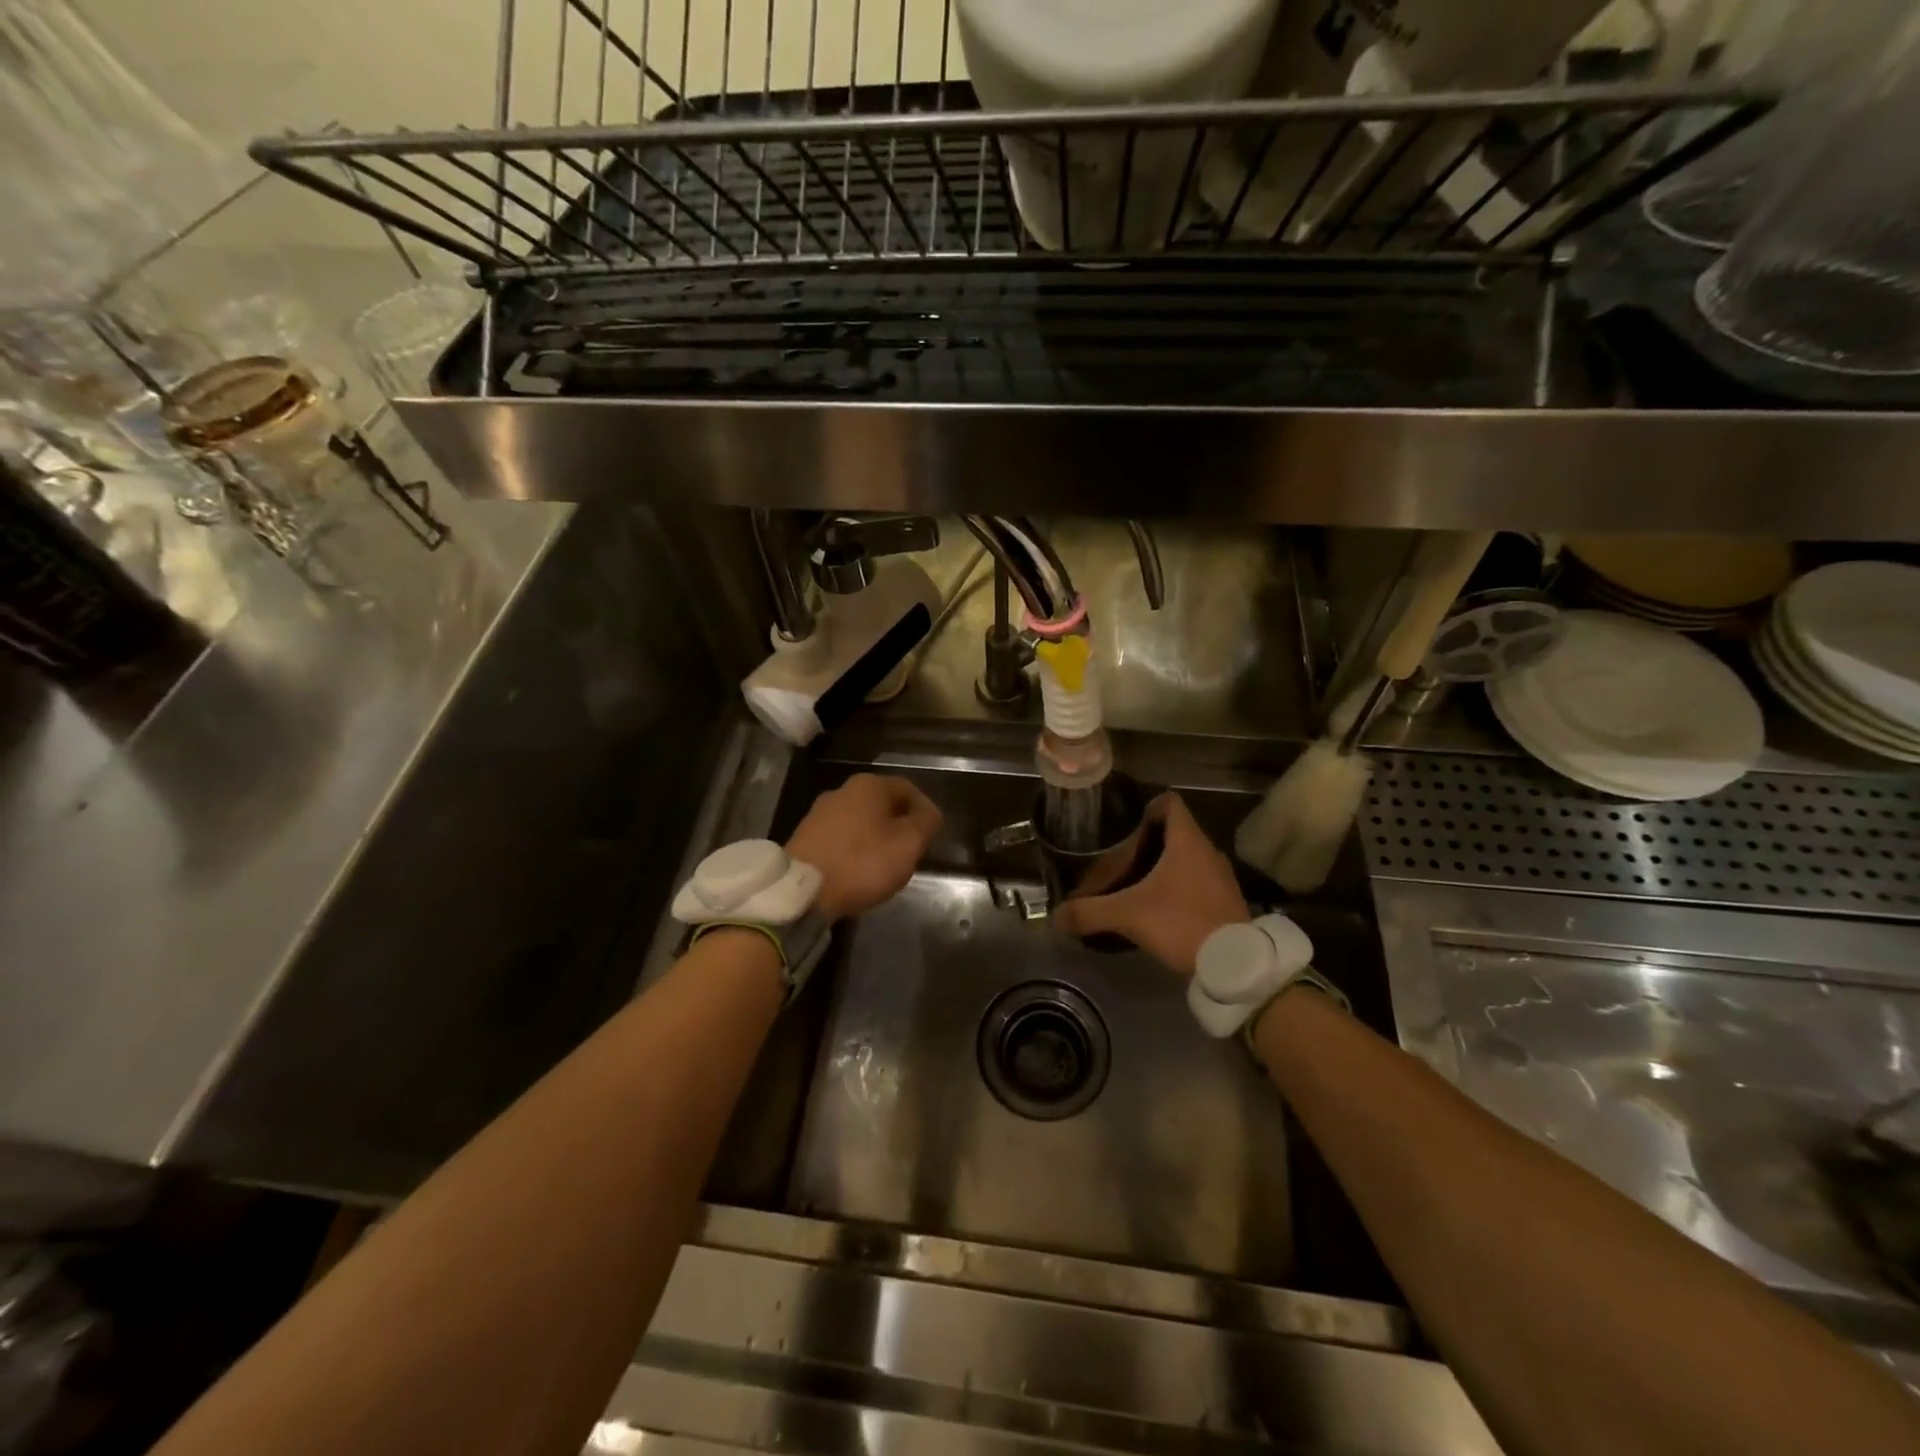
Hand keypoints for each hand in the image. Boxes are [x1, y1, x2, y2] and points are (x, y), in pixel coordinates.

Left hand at [787, 774, 942, 921]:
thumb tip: (929, 812)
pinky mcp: (805, 838)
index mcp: (869, 785)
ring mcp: (819, 814)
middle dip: (899, 826)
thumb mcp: (909, 843)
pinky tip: (857, 873)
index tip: (930, 838)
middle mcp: (842, 791)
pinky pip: (841, 839)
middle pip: (882, 805)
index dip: (924, 811)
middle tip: (910, 853)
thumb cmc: (862, 863)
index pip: (908, 789)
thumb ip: (926, 822)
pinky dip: (854, 852)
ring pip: (861, 822)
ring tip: (884, 867)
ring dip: (876, 840)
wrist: (803, 892)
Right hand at [1052, 793, 1248, 975]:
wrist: (1234, 965)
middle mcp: (1208, 851)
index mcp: (1187, 841)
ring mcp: (1221, 877)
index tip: (1124, 825)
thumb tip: (1056, 917)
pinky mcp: (1227, 901)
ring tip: (1135, 883)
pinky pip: (1198, 881)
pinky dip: (1179, 887)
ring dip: (1164, 866)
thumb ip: (1090, 912)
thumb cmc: (1181, 922)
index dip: (1145, 807)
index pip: (1169, 802)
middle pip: (1175, 831)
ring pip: (1187, 858)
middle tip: (1119, 857)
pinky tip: (1159, 907)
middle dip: (1147, 842)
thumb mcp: (1128, 915)